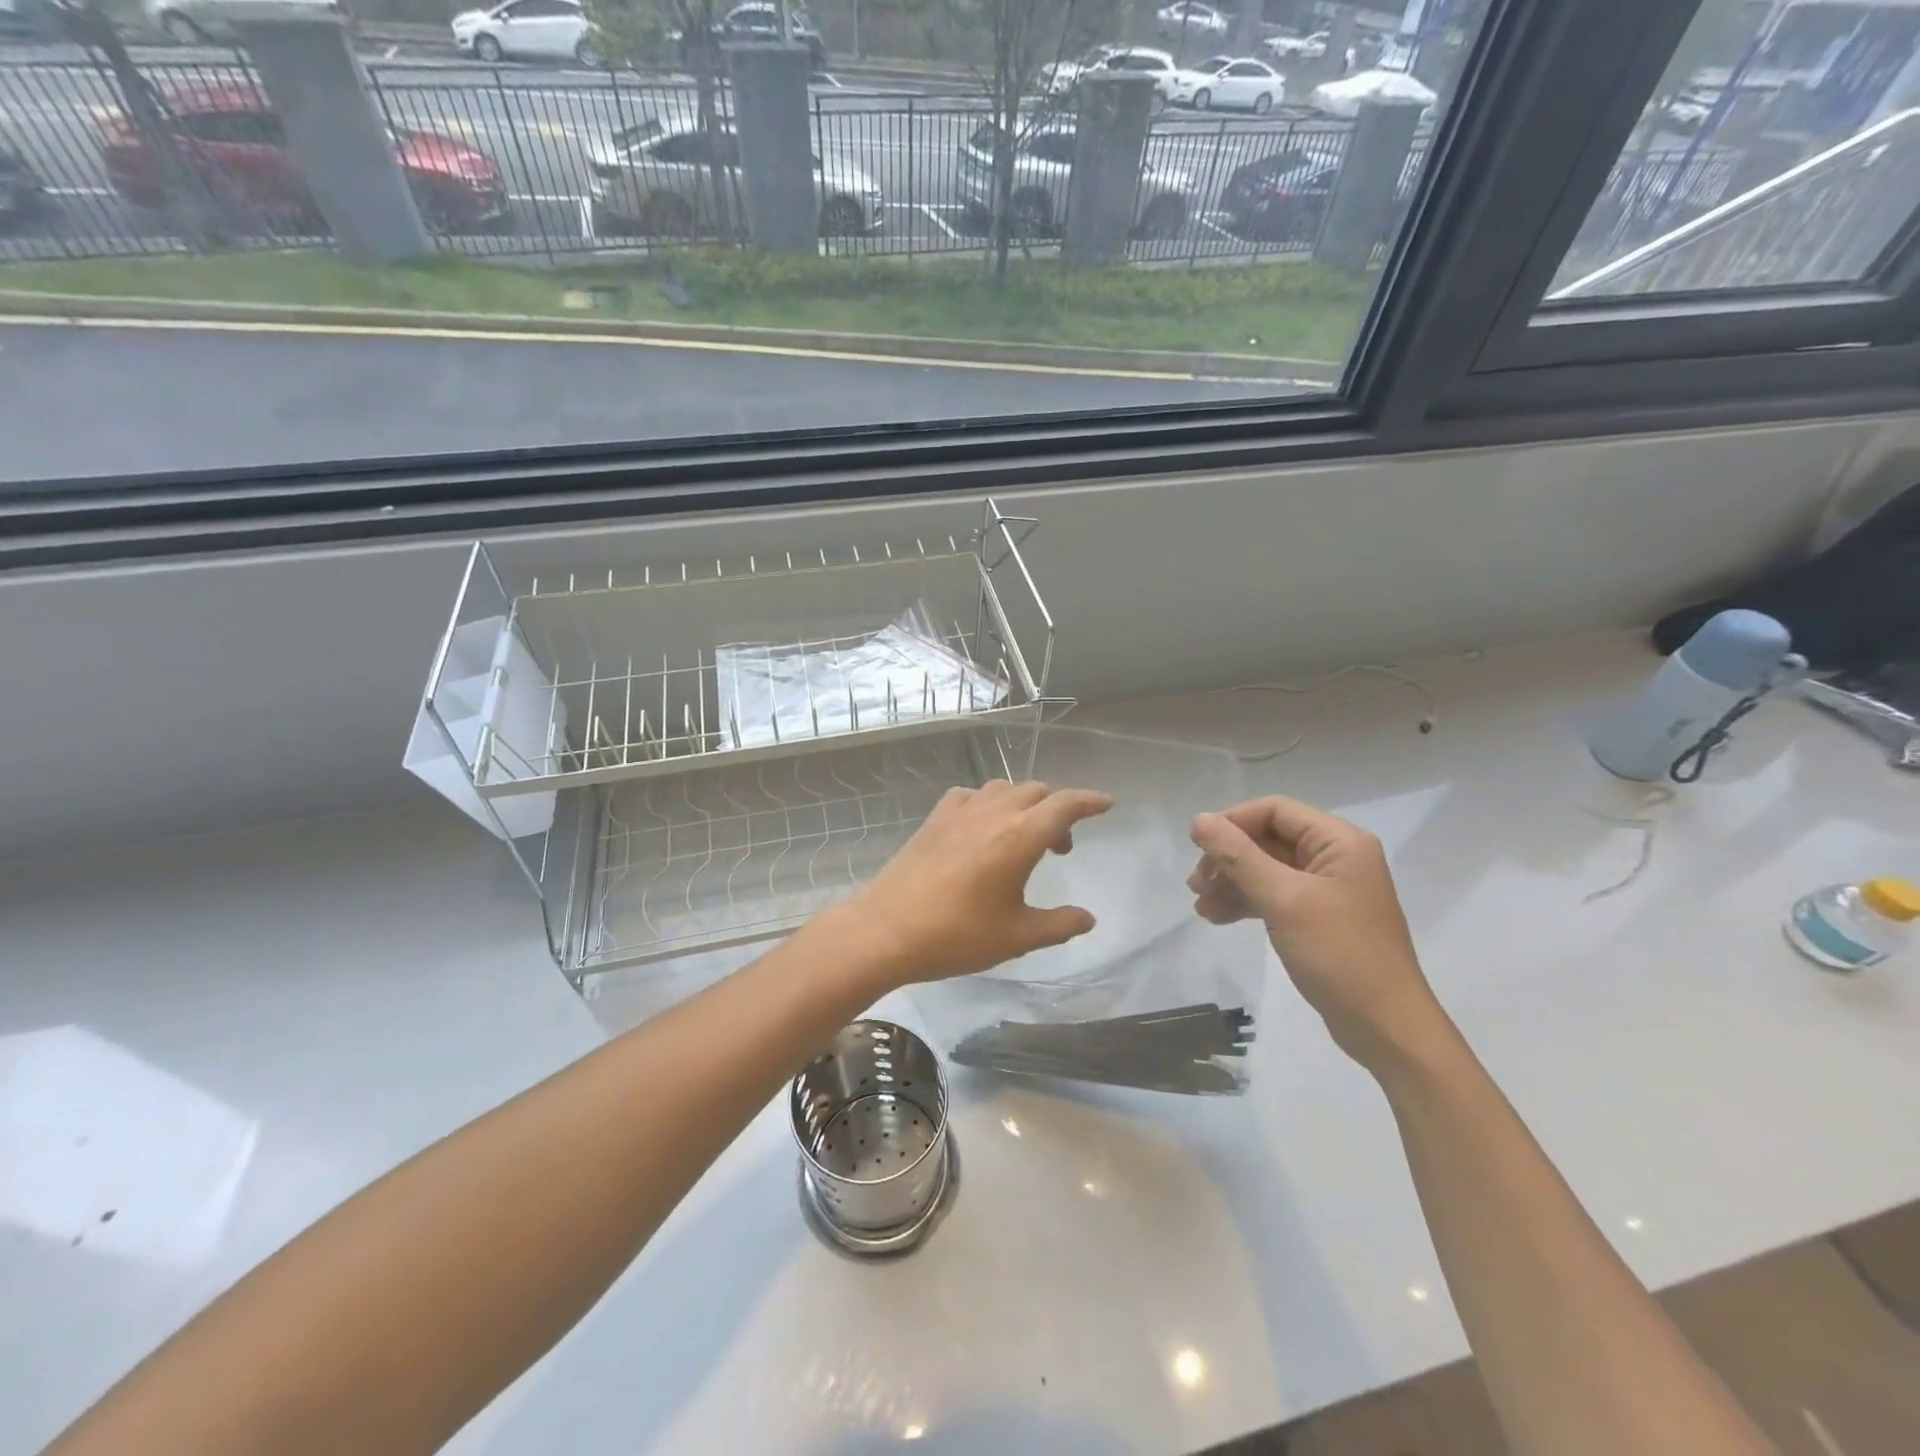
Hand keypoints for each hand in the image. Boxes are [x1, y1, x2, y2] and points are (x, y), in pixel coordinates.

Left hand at [843, 780, 1112, 987]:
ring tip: (1023, 837)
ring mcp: (959, 812)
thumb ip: (1058, 925)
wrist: (886, 930)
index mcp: (1019, 837)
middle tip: (1060, 848)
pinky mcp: (934, 819)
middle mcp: (992, 813)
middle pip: (1036, 792)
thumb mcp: (1016, 937)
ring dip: (1023, 804)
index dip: (1089, 801)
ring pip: (1003, 789)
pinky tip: (981, 829)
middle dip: (1057, 810)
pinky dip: (987, 804)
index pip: (1064, 805)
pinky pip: (970, 796)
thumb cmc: (957, 935)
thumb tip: (1088, 918)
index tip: (1106, 804)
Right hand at [1189, 796, 1445, 1072]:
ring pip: (1268, 868)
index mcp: (1339, 842)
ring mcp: (1329, 888)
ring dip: (1232, 882)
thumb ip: (1238, 856)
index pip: (1275, 811)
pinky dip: (1247, 902)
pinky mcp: (1321, 916)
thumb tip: (1199, 820)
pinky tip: (1219, 918)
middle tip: (1196, 885)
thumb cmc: (1338, 954)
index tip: (1197, 846)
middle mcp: (1337, 857)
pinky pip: (1276, 895)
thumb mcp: (1282, 900)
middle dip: (1228, 858)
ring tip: (1202, 907)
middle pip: (1268, 838)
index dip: (1232, 822)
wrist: (1385, 1027)